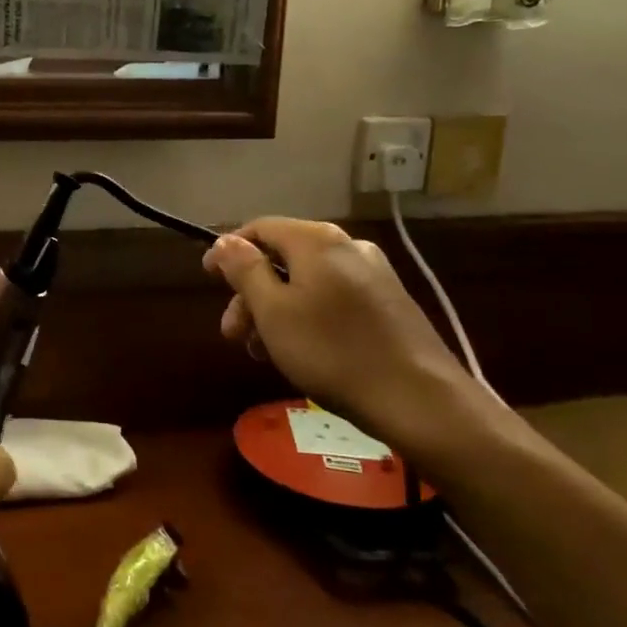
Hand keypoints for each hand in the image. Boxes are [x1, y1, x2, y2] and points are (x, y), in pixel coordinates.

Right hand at [203, 218, 477, 453]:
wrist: (419, 399)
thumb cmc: (332, 352)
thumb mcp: (274, 312)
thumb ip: (246, 271)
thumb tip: (226, 240)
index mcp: (317, 240)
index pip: (259, 228)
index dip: (229, 250)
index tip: (208, 279)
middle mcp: (347, 245)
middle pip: (283, 257)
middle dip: (251, 292)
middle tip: (233, 334)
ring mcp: (373, 274)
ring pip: (306, 281)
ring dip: (275, 309)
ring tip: (262, 351)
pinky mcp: (388, 302)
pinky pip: (332, 297)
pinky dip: (306, 316)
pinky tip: (299, 351)